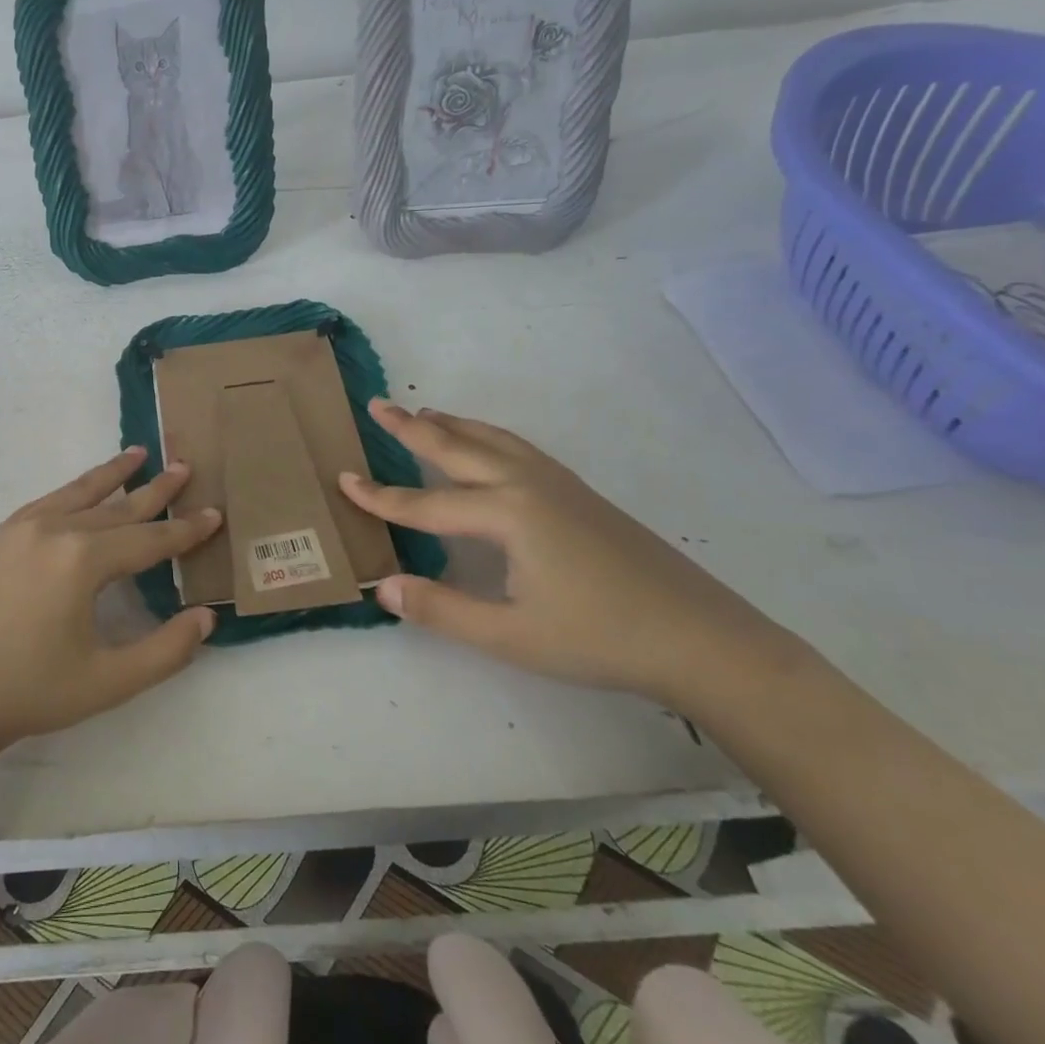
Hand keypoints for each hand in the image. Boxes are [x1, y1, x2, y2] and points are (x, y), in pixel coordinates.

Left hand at [0, 447, 221, 754]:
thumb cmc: (31, 692)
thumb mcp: (110, 682)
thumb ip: (166, 650)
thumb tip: (206, 618)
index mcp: (82, 560)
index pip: (148, 540)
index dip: (185, 531)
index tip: (215, 514)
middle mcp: (54, 530)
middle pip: (118, 507)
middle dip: (156, 490)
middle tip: (185, 467)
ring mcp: (21, 527)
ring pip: (80, 493)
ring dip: (113, 475)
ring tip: (140, 455)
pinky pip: (49, 501)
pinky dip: (75, 489)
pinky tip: (85, 488)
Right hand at [338, 401, 804, 710]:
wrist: (702, 638)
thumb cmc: (600, 639)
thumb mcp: (510, 635)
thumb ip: (440, 609)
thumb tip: (381, 586)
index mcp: (506, 513)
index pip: (425, 503)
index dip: (380, 497)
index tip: (342, 480)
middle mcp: (527, 484)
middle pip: (456, 446)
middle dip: (411, 426)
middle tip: (376, 404)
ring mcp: (558, 483)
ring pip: (491, 439)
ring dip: (452, 424)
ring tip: (423, 412)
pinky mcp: (579, 493)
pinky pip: (517, 448)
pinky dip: (486, 435)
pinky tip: (485, 446)